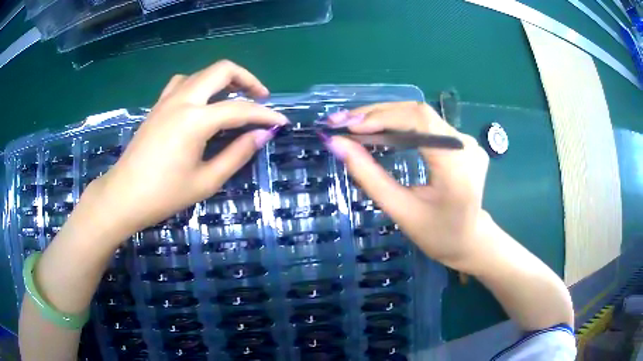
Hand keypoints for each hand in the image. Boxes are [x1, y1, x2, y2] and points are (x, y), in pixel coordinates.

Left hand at [85, 60, 286, 236]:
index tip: (281, 123)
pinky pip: (183, 82)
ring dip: (223, 80)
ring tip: (234, 98)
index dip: (265, 115)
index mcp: (195, 120)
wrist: (123, 196)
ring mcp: (167, 100)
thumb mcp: (206, 181)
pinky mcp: (157, 106)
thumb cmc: (164, 195)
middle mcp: (182, 100)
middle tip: (260, 98)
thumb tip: (262, 135)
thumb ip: (236, 154)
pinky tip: (202, 102)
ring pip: (202, 73)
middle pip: (222, 70)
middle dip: (247, 79)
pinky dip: (200, 85)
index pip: (240, 109)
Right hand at [324, 102, 489, 268]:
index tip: (348, 126)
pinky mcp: (463, 142)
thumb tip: (337, 144)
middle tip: (342, 122)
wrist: (469, 241)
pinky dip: (400, 124)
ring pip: (421, 116)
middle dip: (377, 114)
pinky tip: (380, 130)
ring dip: (386, 117)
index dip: (382, 116)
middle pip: (418, 113)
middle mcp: (466, 145)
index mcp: (456, 166)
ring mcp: (467, 141)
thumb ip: (368, 176)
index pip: (420, 121)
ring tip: (355, 125)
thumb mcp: (400, 210)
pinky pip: (428, 125)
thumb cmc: (436, 235)